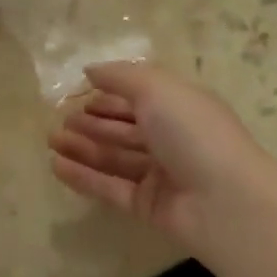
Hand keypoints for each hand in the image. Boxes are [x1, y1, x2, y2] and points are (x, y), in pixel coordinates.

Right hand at [49, 61, 276, 258]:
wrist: (225, 202)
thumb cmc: (192, 132)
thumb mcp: (156, 88)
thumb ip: (120, 76)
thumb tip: (91, 69)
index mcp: (180, 105)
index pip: (140, 96)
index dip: (110, 93)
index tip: (78, 92)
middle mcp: (172, 138)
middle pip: (126, 128)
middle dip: (92, 121)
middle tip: (59, 119)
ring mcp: (161, 174)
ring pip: (115, 157)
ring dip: (83, 147)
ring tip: (51, 140)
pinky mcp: (149, 206)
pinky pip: (111, 187)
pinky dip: (85, 176)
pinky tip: (56, 166)